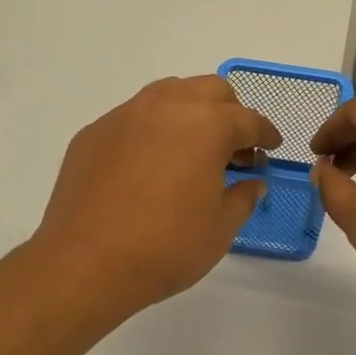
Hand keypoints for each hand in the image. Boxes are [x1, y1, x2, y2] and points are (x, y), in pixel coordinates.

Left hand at [31, 77, 280, 316]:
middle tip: (233, 150)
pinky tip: (148, 166)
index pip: (248, 119)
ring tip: (192, 150)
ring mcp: (124, 115)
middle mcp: (165, 106)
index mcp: (206, 125)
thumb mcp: (220, 229)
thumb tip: (252, 183)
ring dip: (190, 113)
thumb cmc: (165, 247)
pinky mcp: (93, 133)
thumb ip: (242, 198)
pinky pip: (133, 118)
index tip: (270, 148)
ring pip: (168, 94)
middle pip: (210, 91)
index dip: (265, 134)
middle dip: (229, 114)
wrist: (85, 263)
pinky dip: (152, 131)